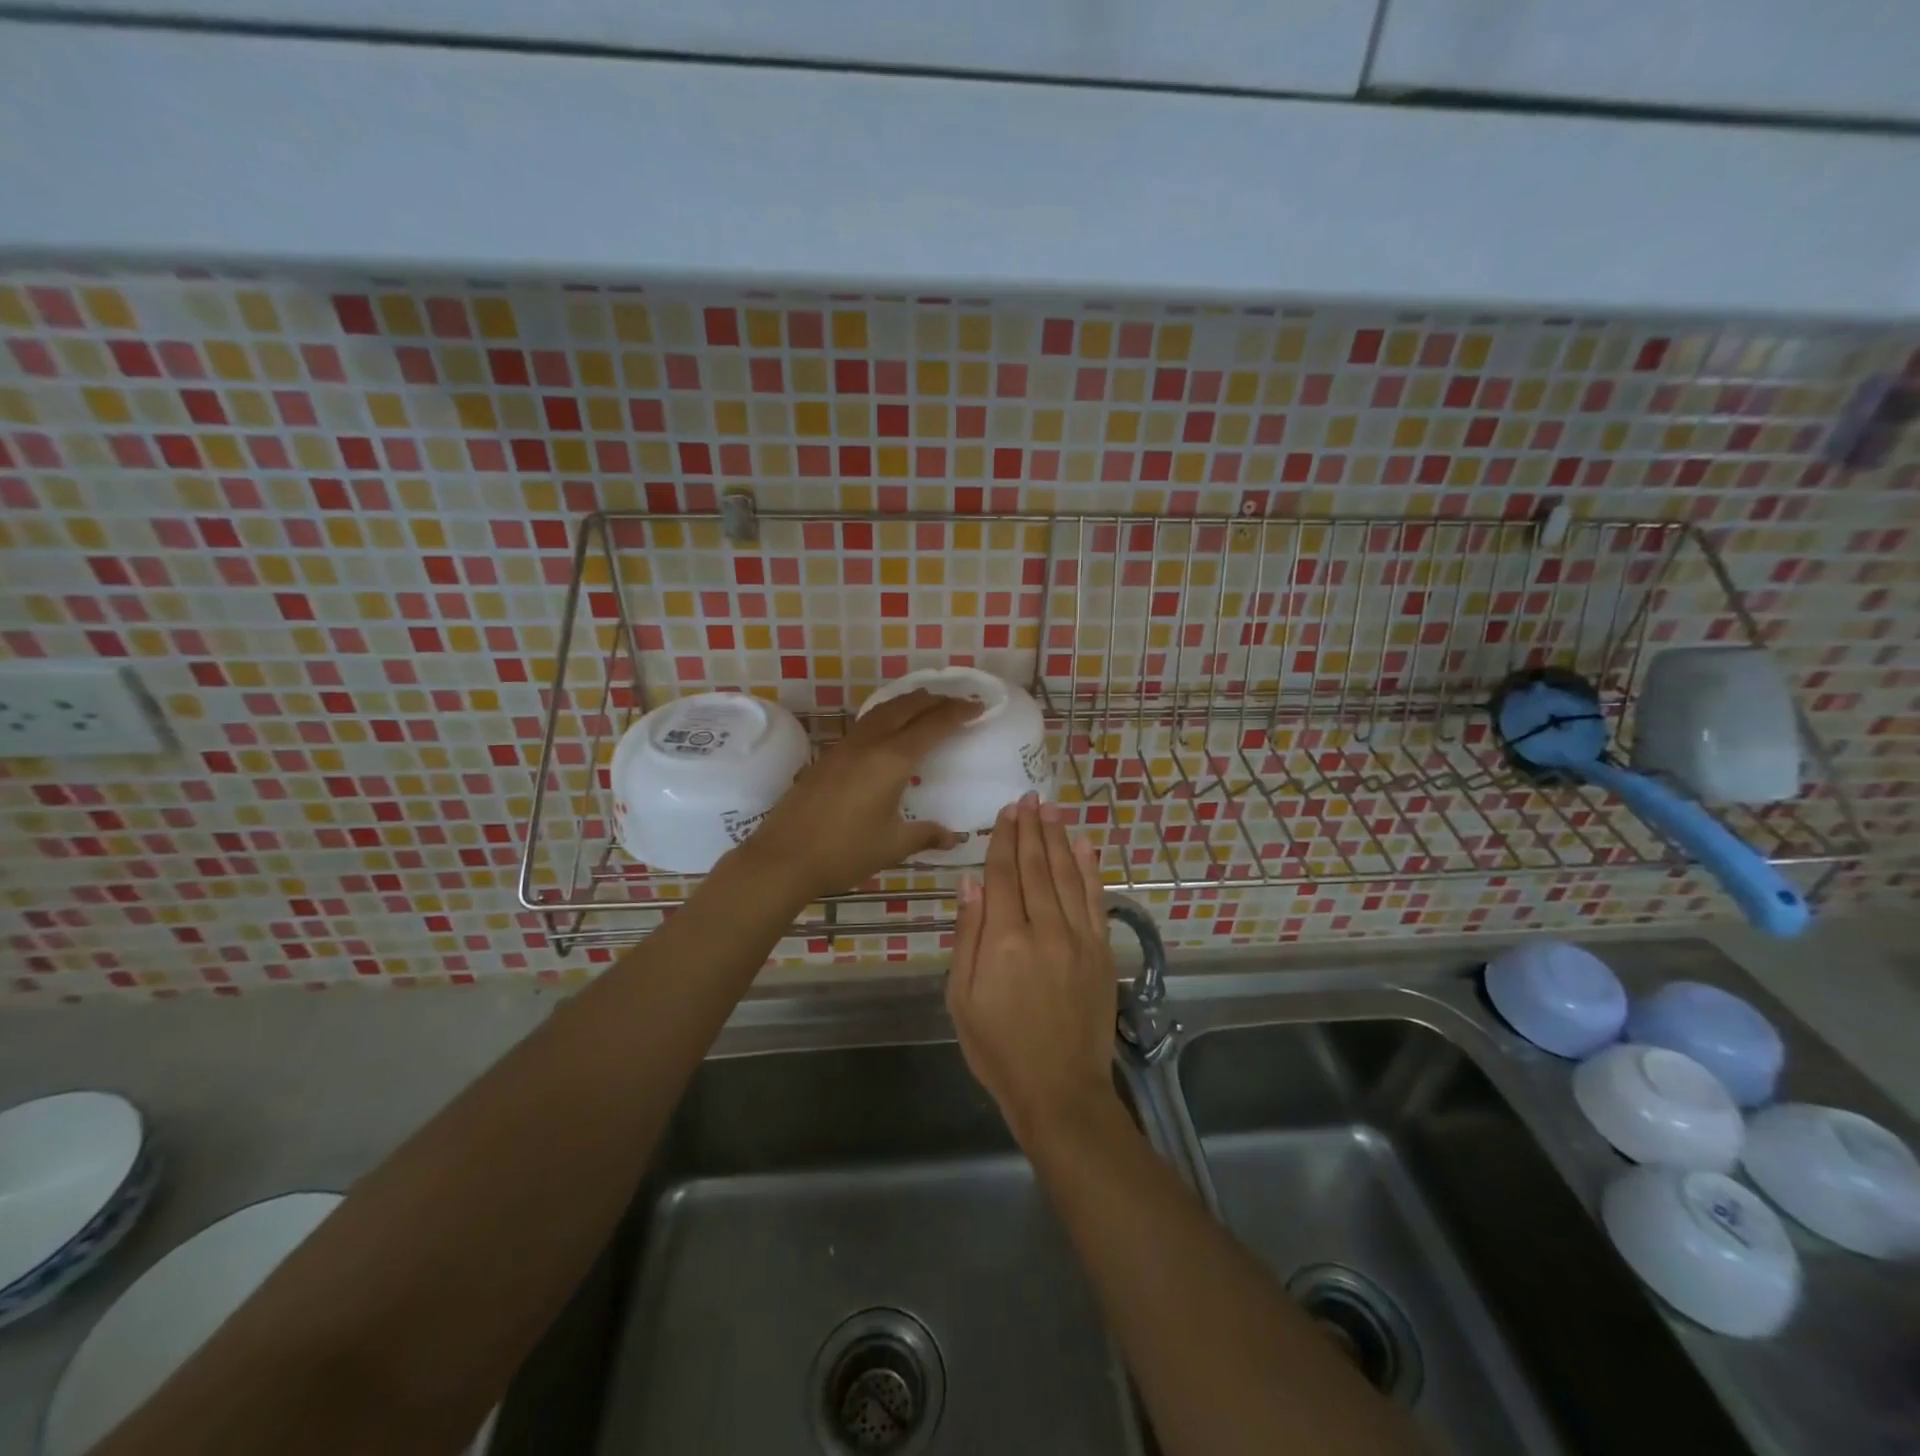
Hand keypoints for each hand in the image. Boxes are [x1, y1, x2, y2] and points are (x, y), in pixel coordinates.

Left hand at [738, 689, 980, 902]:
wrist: (784, 857)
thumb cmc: (844, 852)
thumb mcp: (893, 846)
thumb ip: (925, 834)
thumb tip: (953, 837)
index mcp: (892, 760)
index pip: (933, 725)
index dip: (958, 713)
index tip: (979, 707)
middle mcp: (870, 744)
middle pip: (908, 707)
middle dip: (937, 700)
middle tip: (959, 701)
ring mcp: (846, 747)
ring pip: (884, 710)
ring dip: (910, 702)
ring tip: (928, 705)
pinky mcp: (829, 756)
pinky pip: (867, 723)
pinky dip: (888, 715)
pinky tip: (890, 729)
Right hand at [946, 793, 1118, 1146]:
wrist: (1059, 1090)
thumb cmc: (998, 1048)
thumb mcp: (962, 998)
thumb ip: (968, 935)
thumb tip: (970, 881)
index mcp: (1004, 940)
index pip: (1002, 875)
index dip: (1003, 839)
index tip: (1006, 812)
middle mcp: (1044, 929)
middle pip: (1035, 867)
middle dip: (1030, 830)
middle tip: (1028, 799)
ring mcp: (1078, 938)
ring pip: (1067, 875)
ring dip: (1058, 839)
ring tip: (1051, 810)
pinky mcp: (1101, 951)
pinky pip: (1096, 900)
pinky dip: (1090, 869)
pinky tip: (1084, 845)